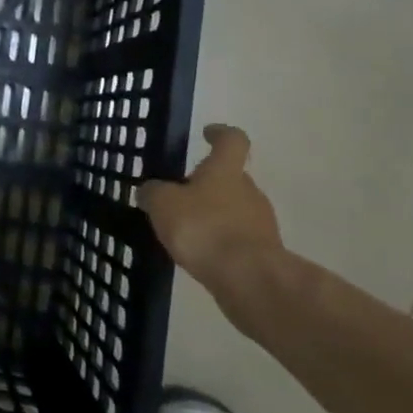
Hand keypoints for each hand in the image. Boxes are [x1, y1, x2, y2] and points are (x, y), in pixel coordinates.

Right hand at [141, 125, 283, 312]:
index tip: (208, 133)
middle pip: (231, 178)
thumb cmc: (203, 228)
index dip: (220, 133)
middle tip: (181, 194)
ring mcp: (260, 223)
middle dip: (209, 184)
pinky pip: (236, 238)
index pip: (232, 140)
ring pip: (234, 209)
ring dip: (213, 214)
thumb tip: (150, 190)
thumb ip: (153, 193)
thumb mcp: (163, 204)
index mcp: (225, 171)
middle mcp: (249, 191)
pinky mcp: (262, 253)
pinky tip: (199, 253)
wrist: (248, 279)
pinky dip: (219, 240)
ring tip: (185, 229)